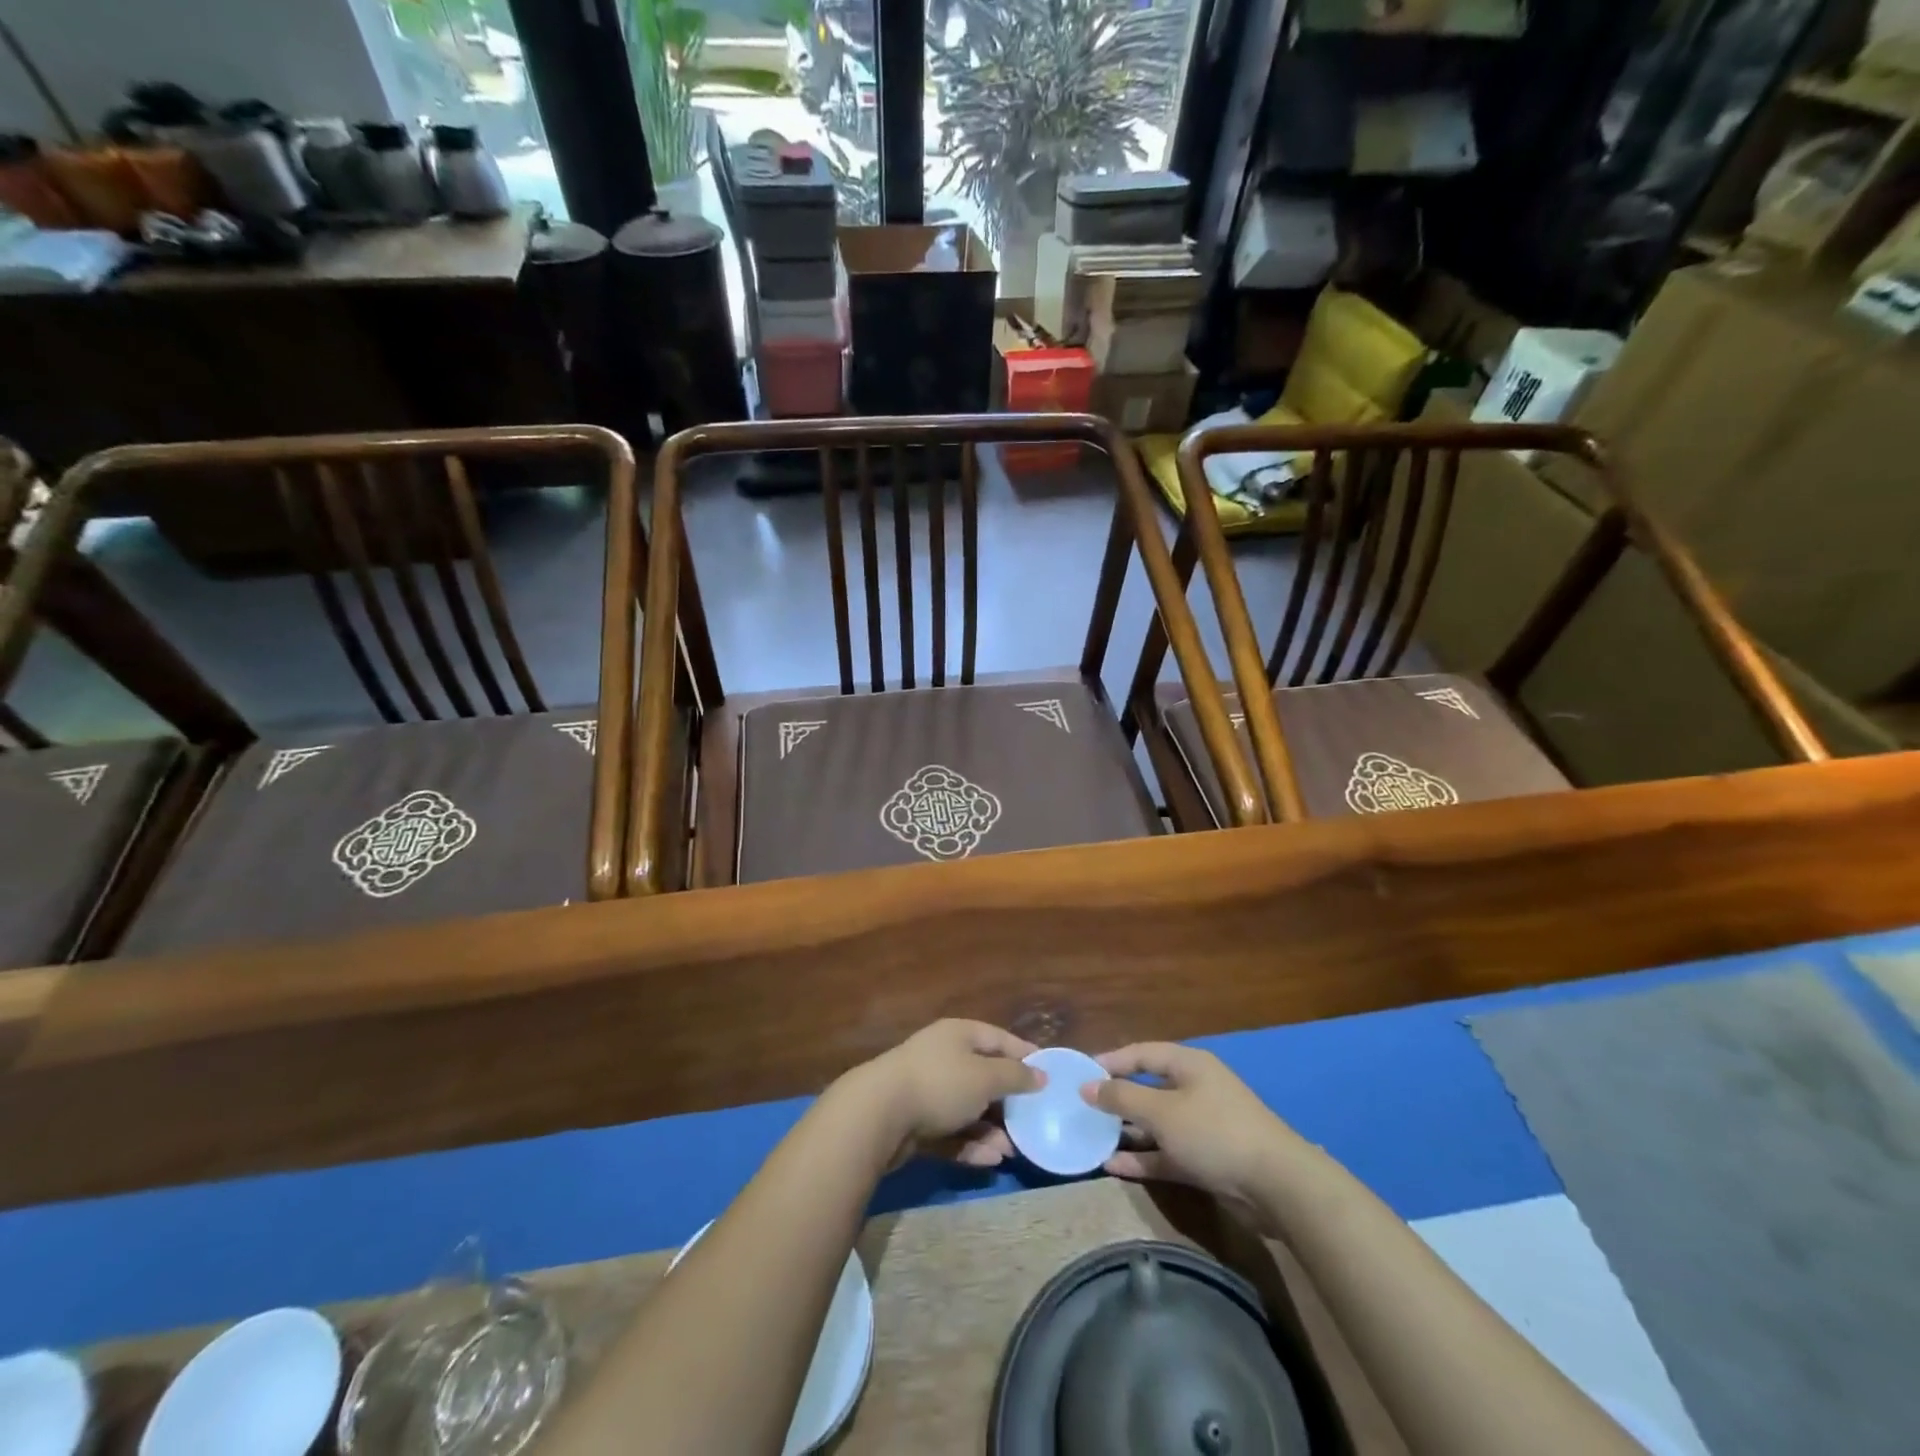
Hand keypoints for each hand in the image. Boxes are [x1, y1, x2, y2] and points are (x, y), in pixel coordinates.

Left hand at [845, 1020, 1041, 1168]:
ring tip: (1011, 1152)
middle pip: (984, 1076)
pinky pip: (951, 1131)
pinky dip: (970, 1144)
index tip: (1048, 1074)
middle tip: (1032, 1123)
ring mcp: (928, 1089)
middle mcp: (944, 1057)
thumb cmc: (940, 1083)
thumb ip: (1015, 1076)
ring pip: (969, 1108)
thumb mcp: (986, 1076)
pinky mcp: (917, 1121)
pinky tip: (989, 1161)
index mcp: (959, 1034)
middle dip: (1008, 1102)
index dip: (1024, 1055)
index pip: (999, 1039)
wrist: (879, 1114)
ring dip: (991, 1129)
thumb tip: (1040, 1074)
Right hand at [1083, 1043, 1301, 1209]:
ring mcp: (1202, 1126)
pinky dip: (1144, 1158)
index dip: (1111, 1061)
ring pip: (1156, 1124)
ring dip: (1127, 1131)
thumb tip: (1087, 1085)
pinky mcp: (1207, 1160)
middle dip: (1116, 1099)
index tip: (1081, 1073)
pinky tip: (1114, 1167)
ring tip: (1092, 1138)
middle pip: (1148, 1088)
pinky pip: (1167, 1153)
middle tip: (1082, 1107)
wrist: (1277, 1186)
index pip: (1142, 1053)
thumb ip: (1122, 1097)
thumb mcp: (1162, 1111)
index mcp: (1188, 1065)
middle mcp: (1195, 1090)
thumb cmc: (1214, 1132)